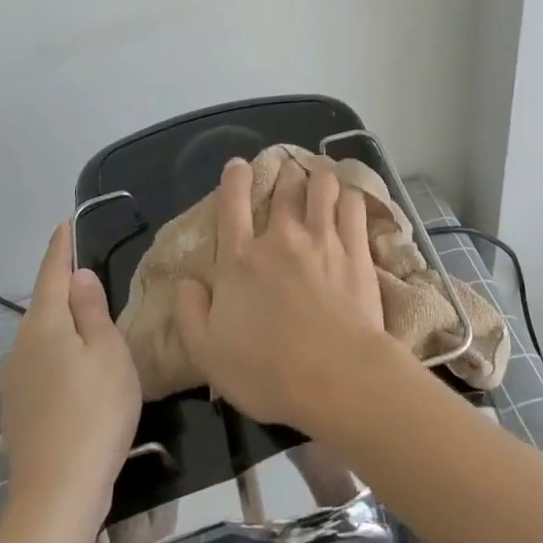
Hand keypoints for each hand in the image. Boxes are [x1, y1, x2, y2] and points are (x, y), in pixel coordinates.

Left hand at [0, 222, 140, 527]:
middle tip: (86, 273)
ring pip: (42, 340)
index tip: (64, 224)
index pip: (51, 275)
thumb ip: (92, 310)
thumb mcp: (108, 352)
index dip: (60, 248)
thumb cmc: (95, 412)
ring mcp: (15, 384)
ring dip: (62, 326)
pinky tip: (76, 373)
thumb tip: (77, 275)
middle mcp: (20, 349)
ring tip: (89, 324)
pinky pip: (41, 367)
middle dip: (62, 289)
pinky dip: (59, 356)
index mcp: (44, 327)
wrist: (58, 494)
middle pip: (44, 307)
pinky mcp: (19, 413)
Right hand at [175, 157, 396, 430]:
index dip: (235, 180)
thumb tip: (185, 283)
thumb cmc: (267, 371)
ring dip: (319, 179)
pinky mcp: (356, 250)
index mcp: (240, 260)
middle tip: (288, 174)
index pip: (232, 205)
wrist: (336, 377)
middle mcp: (280, 239)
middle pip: (284, 189)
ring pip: (322, 188)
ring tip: (321, 179)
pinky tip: (349, 199)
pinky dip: (349, 197)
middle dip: (285, 176)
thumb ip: (190, 314)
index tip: (239, 165)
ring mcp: (322, 240)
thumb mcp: (208, 353)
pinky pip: (353, 207)